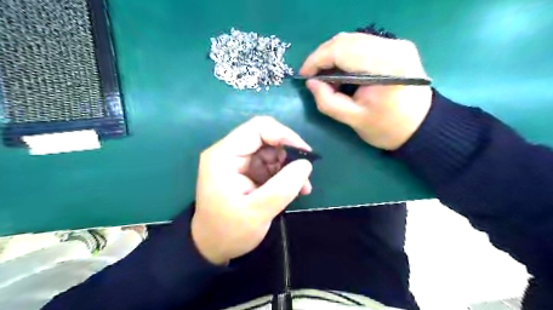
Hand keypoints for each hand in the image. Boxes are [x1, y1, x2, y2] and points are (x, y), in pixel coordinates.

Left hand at [191, 116, 312, 263]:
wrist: (212, 247)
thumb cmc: (229, 231)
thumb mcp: (257, 212)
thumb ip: (283, 187)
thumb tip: (306, 164)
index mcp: (224, 155)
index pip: (258, 128)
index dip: (284, 135)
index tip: (305, 154)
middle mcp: (229, 153)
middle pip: (266, 138)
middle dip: (289, 155)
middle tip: (305, 176)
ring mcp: (237, 162)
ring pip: (271, 152)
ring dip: (289, 167)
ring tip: (302, 188)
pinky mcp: (245, 172)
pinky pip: (269, 165)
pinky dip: (283, 175)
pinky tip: (293, 190)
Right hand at [301, 32, 433, 150]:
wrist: (421, 126)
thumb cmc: (388, 128)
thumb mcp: (353, 120)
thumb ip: (328, 101)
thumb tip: (311, 83)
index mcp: (385, 66)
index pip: (341, 50)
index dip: (317, 60)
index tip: (303, 75)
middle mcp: (392, 46)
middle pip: (346, 40)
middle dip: (322, 57)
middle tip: (313, 77)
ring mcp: (396, 43)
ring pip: (352, 39)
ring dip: (333, 55)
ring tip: (326, 76)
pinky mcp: (396, 46)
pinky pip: (362, 44)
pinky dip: (345, 55)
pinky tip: (342, 71)